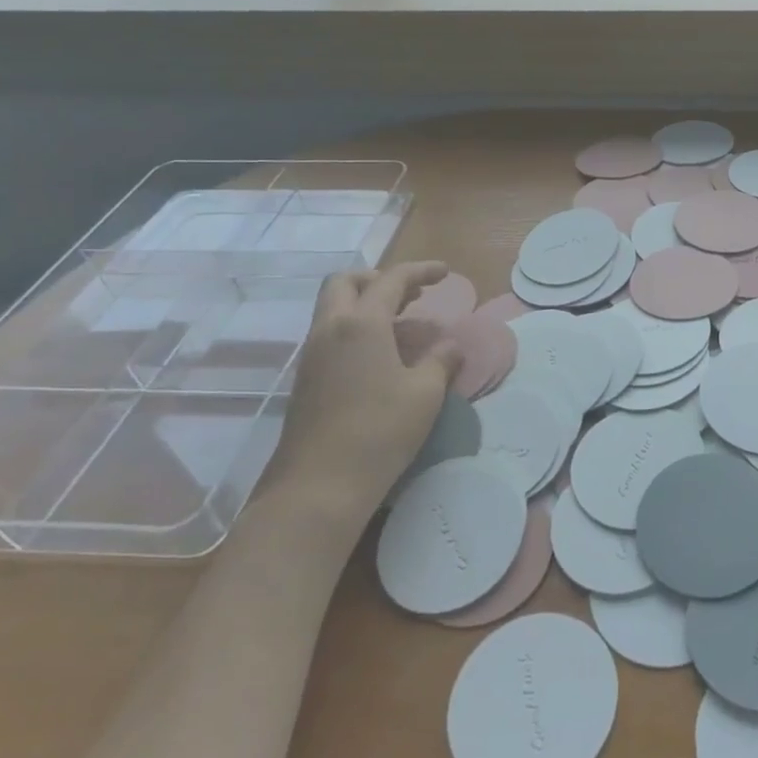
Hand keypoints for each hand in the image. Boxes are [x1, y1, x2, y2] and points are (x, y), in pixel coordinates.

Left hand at [263, 262, 461, 529]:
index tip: (445, 272)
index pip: (391, 280)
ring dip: (366, 304)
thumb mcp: (425, 394)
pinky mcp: (306, 380)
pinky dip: (356, 329)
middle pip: (346, 283)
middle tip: (411, 294)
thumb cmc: (380, 432)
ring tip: (403, 323)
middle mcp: (330, 330)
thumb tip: (451, 345)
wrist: (318, 486)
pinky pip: (330, 335)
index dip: (420, 271)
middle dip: (379, 278)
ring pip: (333, 309)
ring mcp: (312, 356)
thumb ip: (441, 361)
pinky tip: (381, 356)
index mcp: (361, 324)